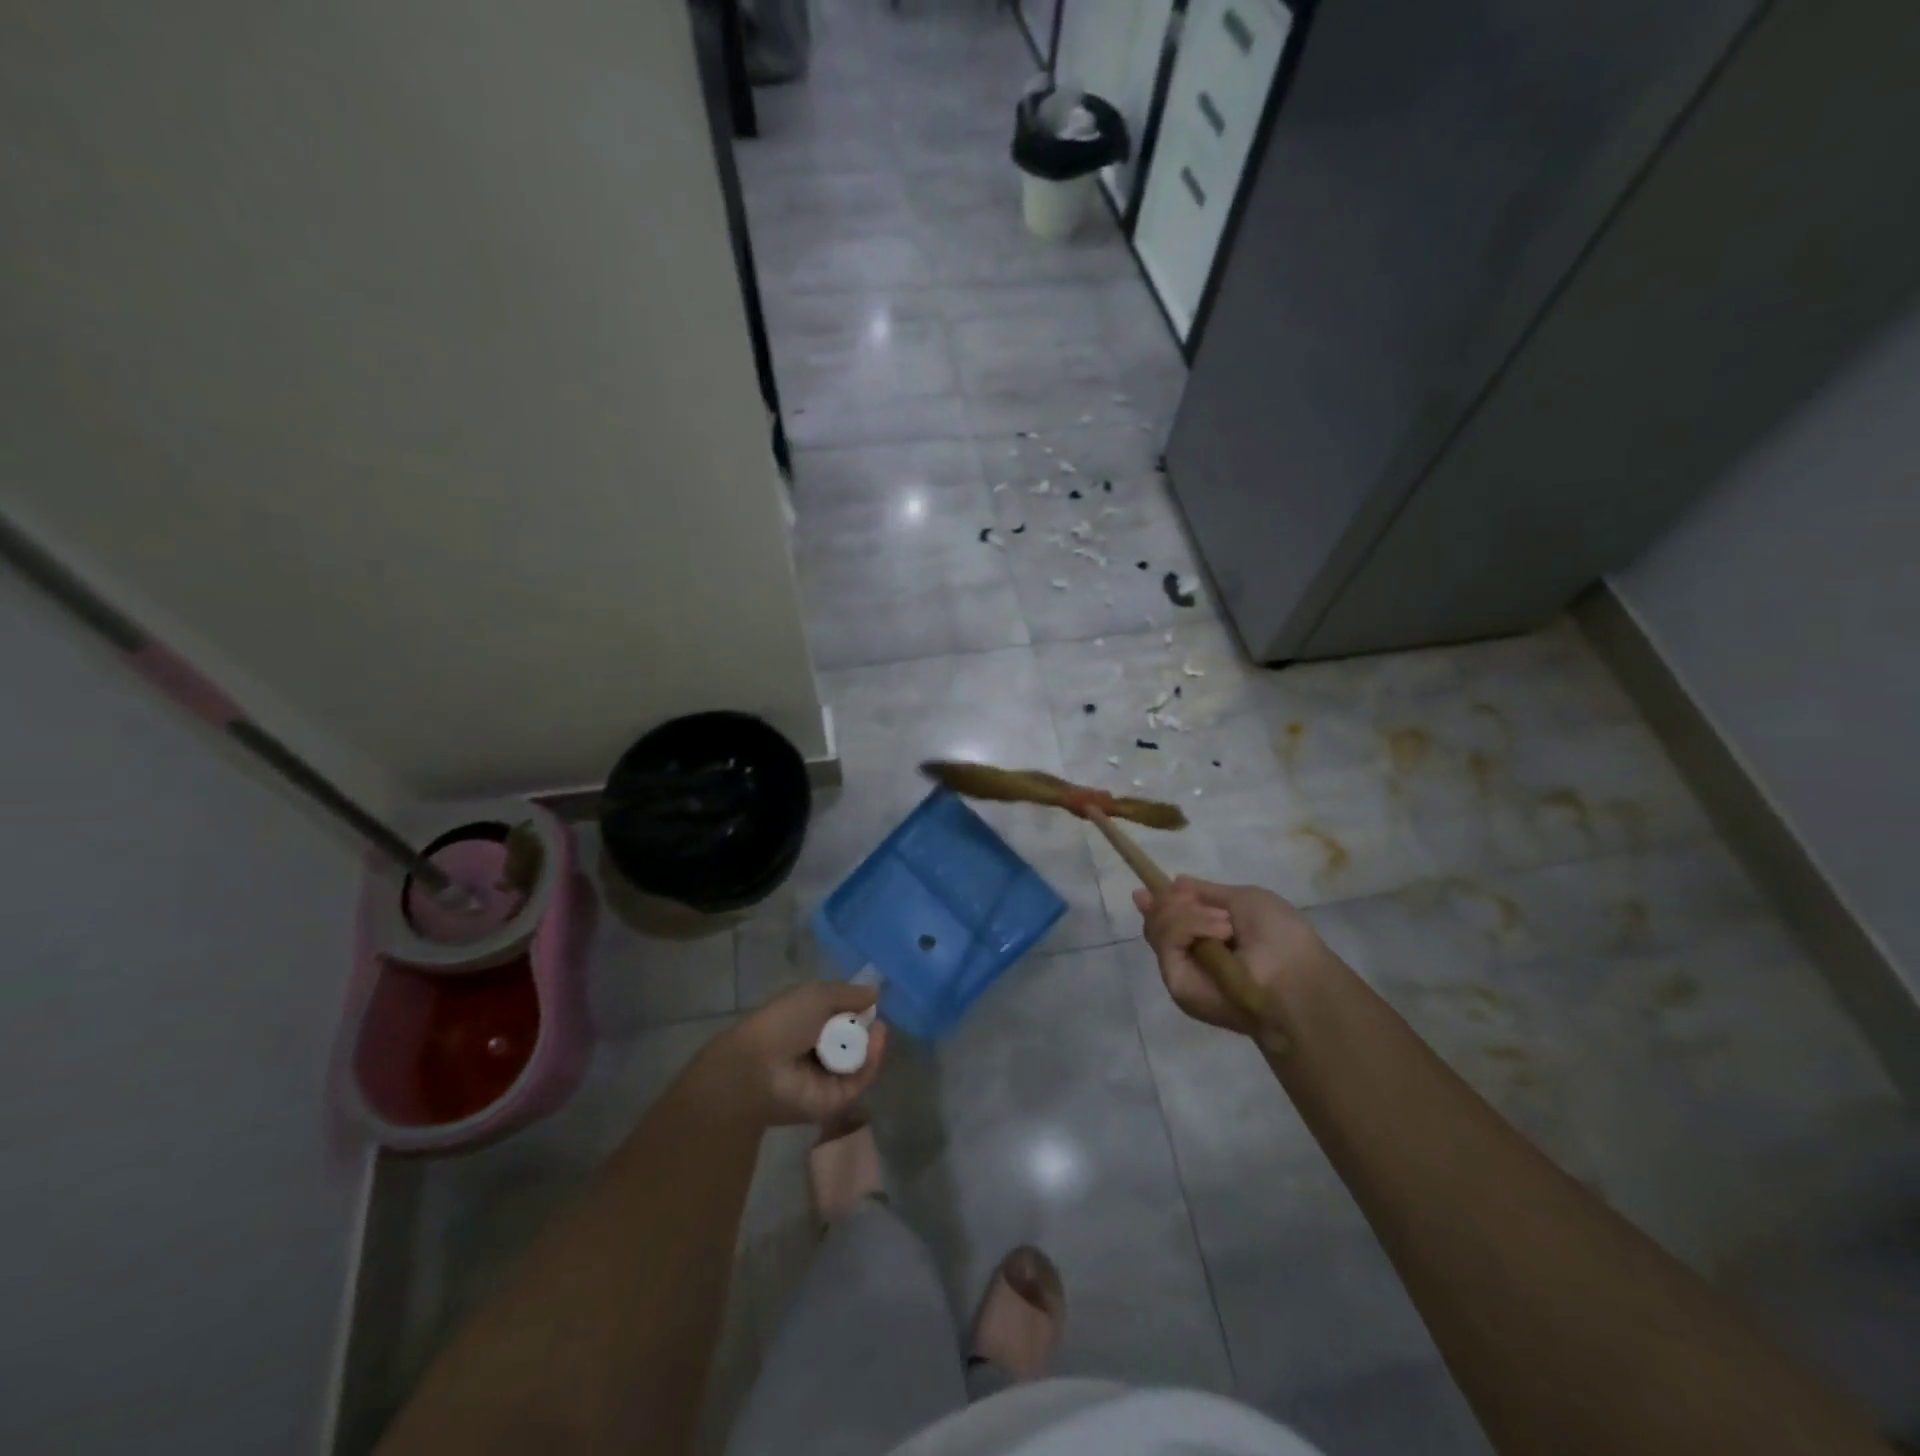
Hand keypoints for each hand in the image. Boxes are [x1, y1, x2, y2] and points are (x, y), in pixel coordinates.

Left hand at [704, 981, 889, 1125]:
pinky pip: (860, 1081)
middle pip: (853, 1041)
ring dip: (873, 1044)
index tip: (871, 1002)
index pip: (839, 1019)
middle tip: (876, 1019)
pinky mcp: (834, 1101)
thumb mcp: (816, 995)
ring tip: (879, 1030)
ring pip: (860, 1061)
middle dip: (867, 1028)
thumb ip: (848, 994)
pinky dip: (872, 1062)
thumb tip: (875, 993)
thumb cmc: (783, 1022)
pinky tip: (877, 1042)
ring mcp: (826, 1078)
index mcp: (807, 1026)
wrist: (758, 1067)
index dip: (856, 1010)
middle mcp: (816, 1052)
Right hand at [1132, 876, 1331, 1034]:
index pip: (1168, 920)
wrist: (1294, 974)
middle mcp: (1190, 955)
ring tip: (1225, 924)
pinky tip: (1220, 932)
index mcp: (1208, 938)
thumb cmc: (1280, 935)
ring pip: (1158, 927)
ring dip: (1190, 914)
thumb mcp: (1243, 899)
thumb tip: (1174, 882)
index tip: (1146, 890)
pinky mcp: (1177, 982)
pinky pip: (1167, 940)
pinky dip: (1190, 926)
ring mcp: (1182, 969)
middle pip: (1156, 921)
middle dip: (1171, 903)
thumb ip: (1205, 893)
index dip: (1158, 903)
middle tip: (1198, 902)